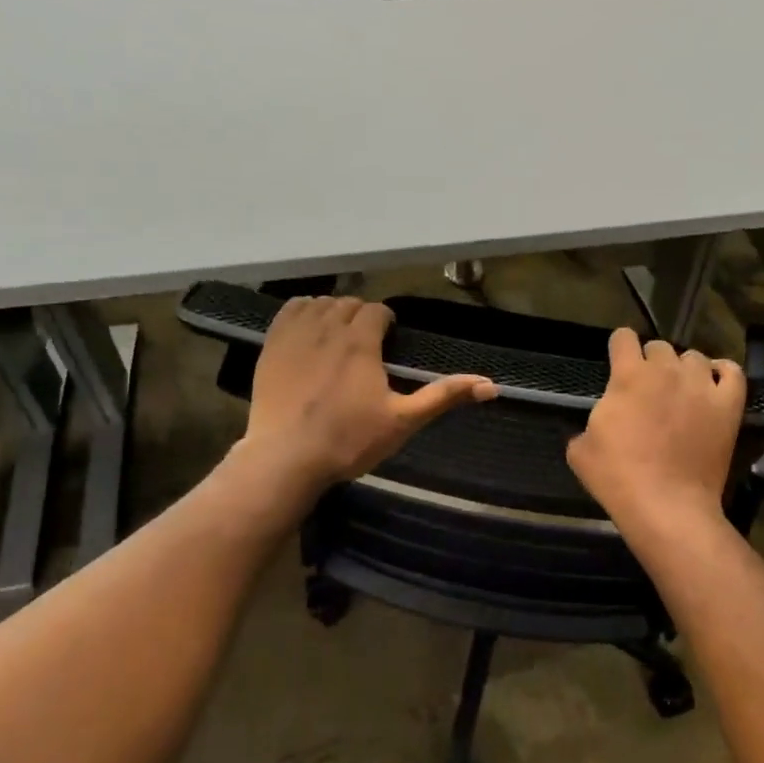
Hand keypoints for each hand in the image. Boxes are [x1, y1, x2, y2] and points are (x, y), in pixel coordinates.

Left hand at [241, 296, 496, 490]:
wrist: (286, 458)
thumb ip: (444, 396)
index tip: (388, 341)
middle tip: (366, 345)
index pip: (377, 310)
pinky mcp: (271, 345)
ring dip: (334, 312)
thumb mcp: (403, 421)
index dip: (386, 322)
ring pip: (320, 303)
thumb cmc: (349, 440)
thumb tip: (492, 386)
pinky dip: (304, 311)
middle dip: (361, 317)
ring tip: (338, 337)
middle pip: (349, 303)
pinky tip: (308, 331)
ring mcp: (295, 334)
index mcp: (361, 341)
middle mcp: (328, 326)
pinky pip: (289, 310)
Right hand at [567, 329, 745, 533]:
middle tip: (647, 388)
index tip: (618, 360)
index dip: (618, 346)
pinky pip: (732, 373)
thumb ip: (589, 423)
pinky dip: (722, 373)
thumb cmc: (618, 477)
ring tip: (680, 390)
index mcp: (628, 375)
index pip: (623, 338)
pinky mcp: (728, 405)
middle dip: (650, 361)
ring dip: (683, 369)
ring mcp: (701, 386)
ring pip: (694, 357)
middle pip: (659, 346)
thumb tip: (603, 421)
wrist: (666, 505)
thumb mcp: (580, 450)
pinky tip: (713, 384)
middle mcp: (666, 370)